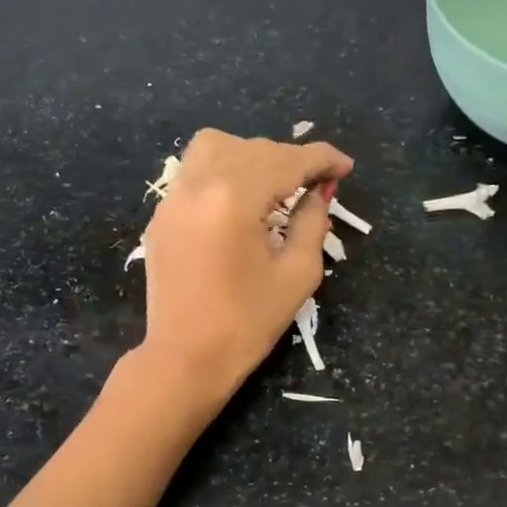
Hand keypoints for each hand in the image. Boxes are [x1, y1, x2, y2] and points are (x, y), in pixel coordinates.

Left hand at [138, 128, 353, 403]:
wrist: (185, 359)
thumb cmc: (247, 324)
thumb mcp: (297, 275)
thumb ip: (312, 223)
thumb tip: (318, 193)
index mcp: (234, 199)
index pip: (285, 161)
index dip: (321, 159)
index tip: (345, 167)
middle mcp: (198, 186)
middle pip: (252, 149)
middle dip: (289, 160)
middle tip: (316, 184)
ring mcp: (172, 198)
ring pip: (215, 148)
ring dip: (251, 156)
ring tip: (274, 186)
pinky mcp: (161, 216)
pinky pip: (195, 173)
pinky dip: (223, 173)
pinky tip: (241, 203)